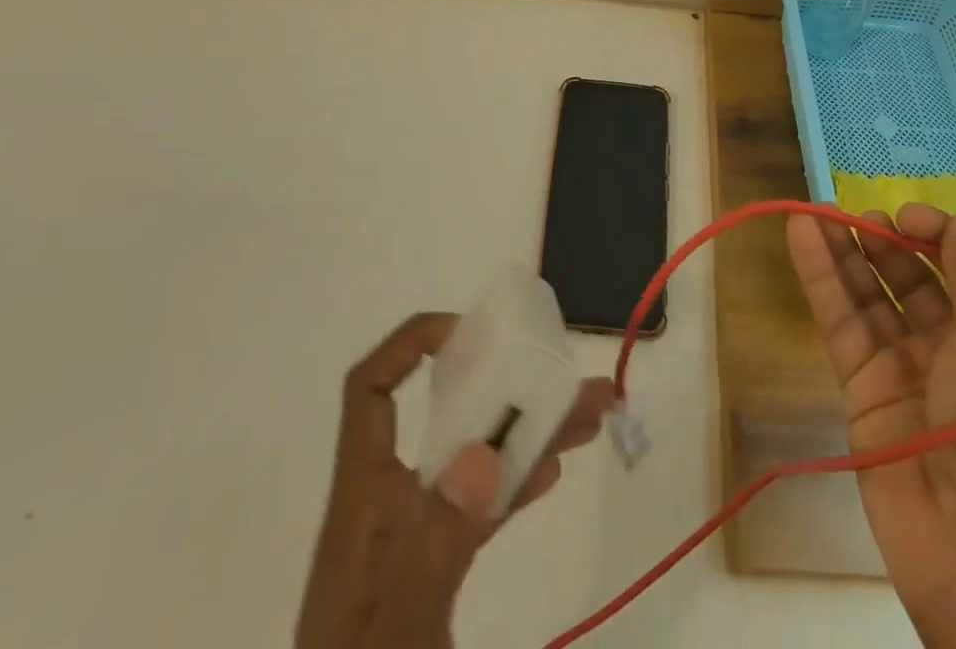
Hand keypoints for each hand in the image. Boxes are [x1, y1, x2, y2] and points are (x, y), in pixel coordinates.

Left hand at [296, 312, 613, 648]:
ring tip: (590, 413)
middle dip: (509, 386)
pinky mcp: (433, 568)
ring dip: (530, 431)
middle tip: (566, 373)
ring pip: (475, 458)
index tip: (469, 335)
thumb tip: (482, 453)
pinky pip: (481, 505)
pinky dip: (517, 480)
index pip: (372, 390)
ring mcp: (412, 533)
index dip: (411, 345)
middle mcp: (388, 499)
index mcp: (365, 494)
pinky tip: (553, 468)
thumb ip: (439, 538)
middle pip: (448, 416)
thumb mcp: (400, 619)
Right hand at [787, 205, 955, 648]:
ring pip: (868, 296)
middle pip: (911, 279)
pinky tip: (802, 235)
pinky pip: (841, 323)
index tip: (908, 216)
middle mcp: (955, 348)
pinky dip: (820, 278)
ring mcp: (905, 370)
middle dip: (884, 241)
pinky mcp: (863, 390)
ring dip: (842, 251)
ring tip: (813, 209)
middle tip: (855, 213)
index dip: (935, 236)